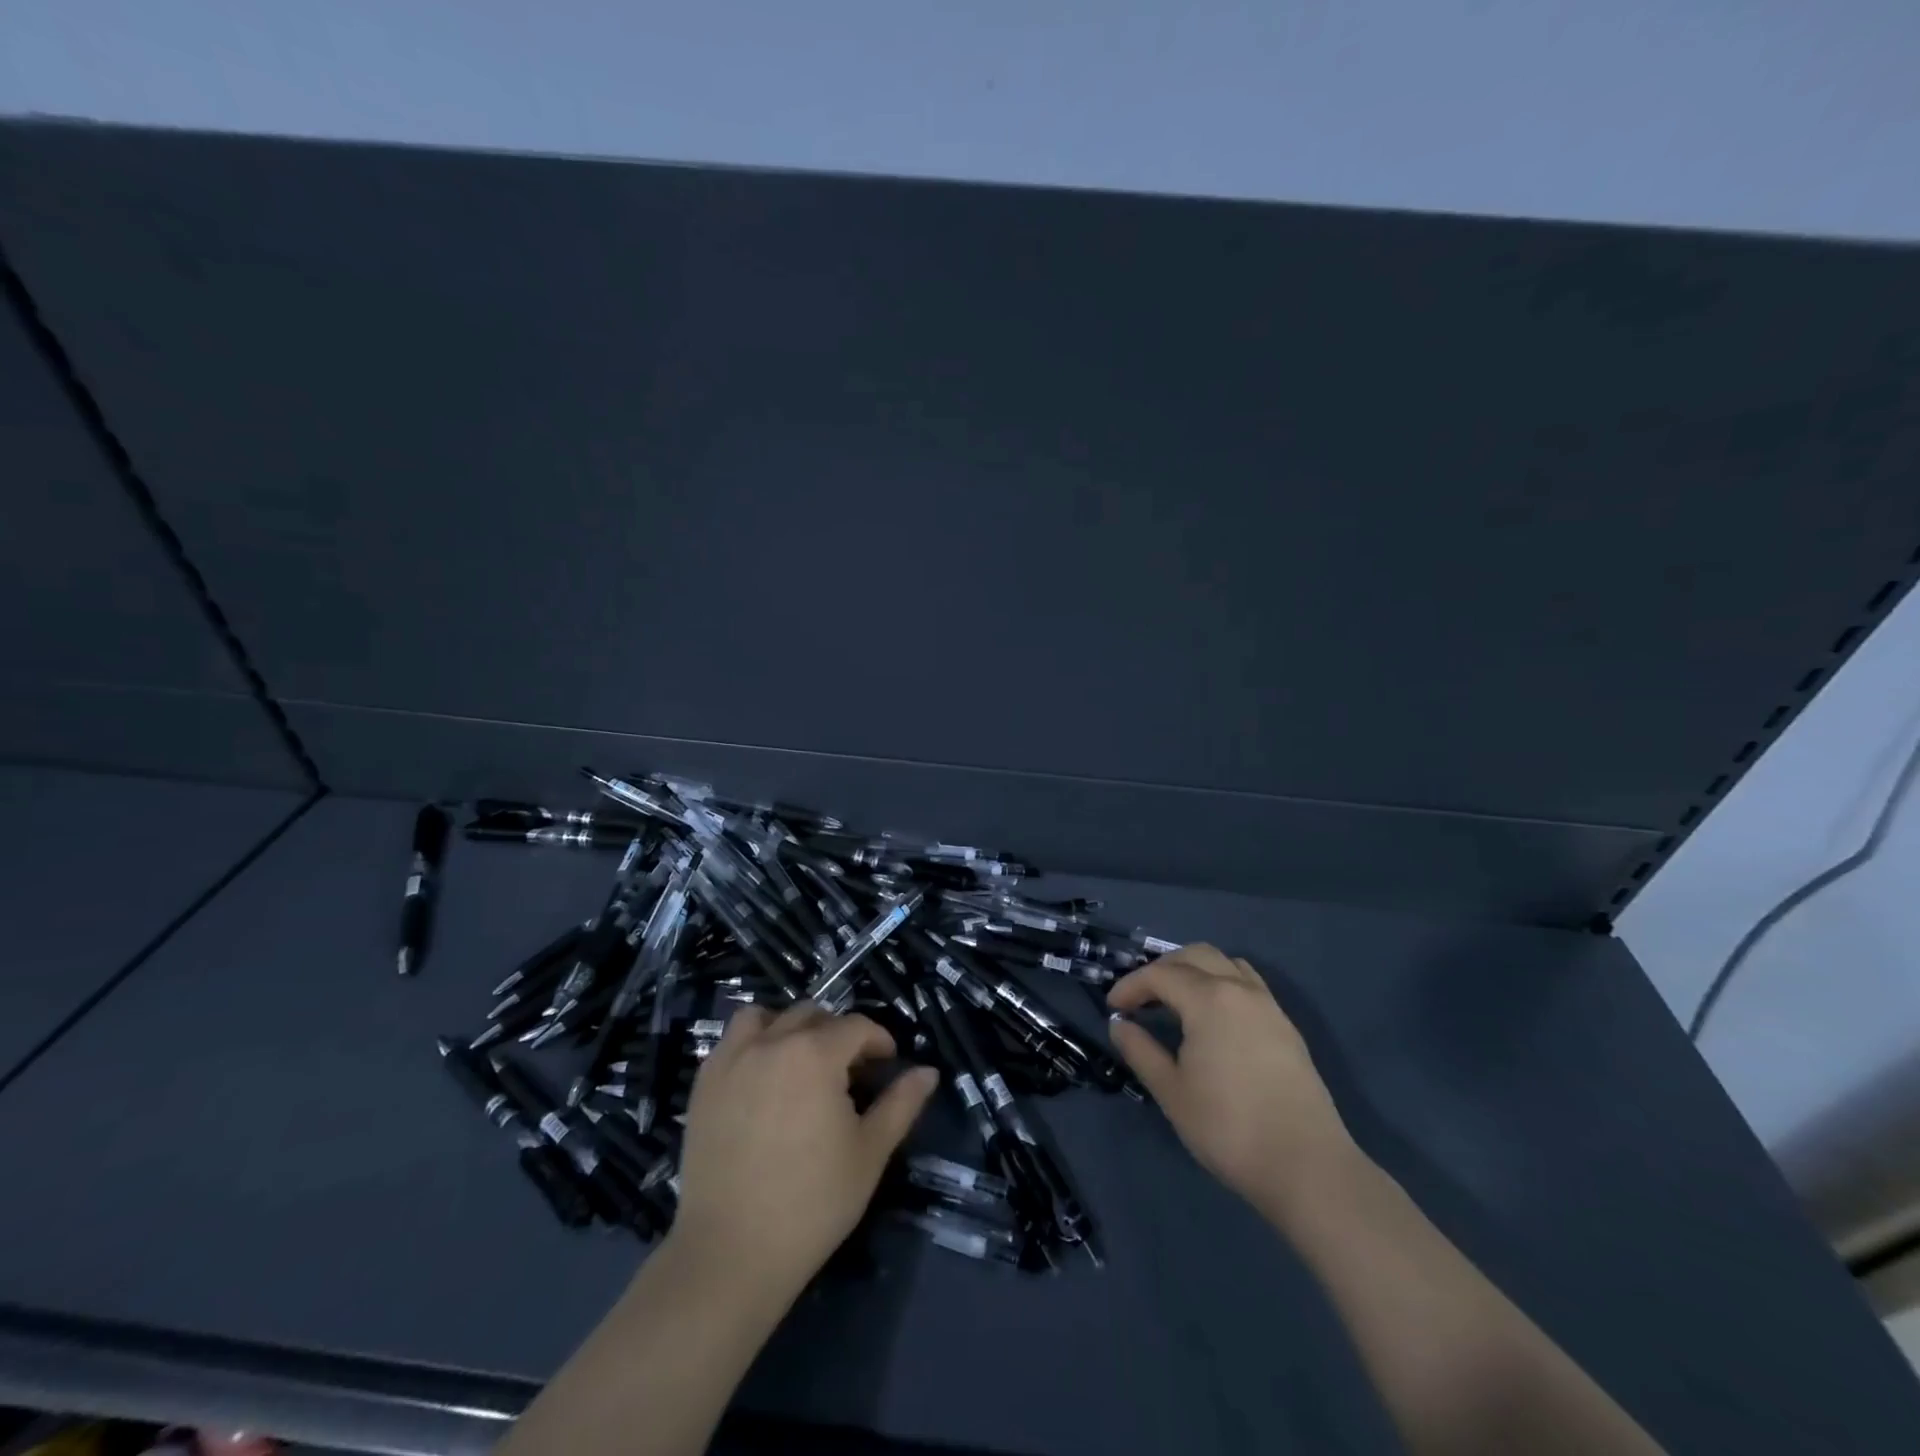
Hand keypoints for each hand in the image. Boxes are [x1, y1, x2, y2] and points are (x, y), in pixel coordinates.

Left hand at [669, 1003, 938, 1299]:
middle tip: (848, 1071)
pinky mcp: (704, 1084)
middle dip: (837, 1034)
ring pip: (766, 1017)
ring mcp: (732, 1060)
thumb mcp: (870, 1152)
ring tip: (799, 1062)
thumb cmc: (812, 1202)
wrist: (731, 1253)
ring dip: (789, 1027)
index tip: (887, 1065)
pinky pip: (732, 1041)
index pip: (856, 1026)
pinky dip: (752, 1044)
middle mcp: (772, 1042)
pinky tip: (763, 1080)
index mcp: (816, 1053)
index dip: (878, 1041)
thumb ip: (901, 1104)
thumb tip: (928, 1072)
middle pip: (812, 1015)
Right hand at [1107, 944, 1357, 1220]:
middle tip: (1140, 998)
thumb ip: (1140, 1050)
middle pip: (1194, 955)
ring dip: (1194, 970)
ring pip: (1225, 963)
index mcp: (1209, 998)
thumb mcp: (1171, 1092)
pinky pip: (1248, 983)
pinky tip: (1213, 1017)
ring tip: (1175, 1000)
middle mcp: (1240, 989)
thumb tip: (1119, 1024)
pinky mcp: (1286, 1026)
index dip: (1130, 986)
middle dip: (1161, 969)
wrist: (1307, 1167)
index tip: (1112, 1007)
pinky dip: (1221, 983)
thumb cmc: (1228, 1127)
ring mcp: (1268, 1005)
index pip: (1159, 974)